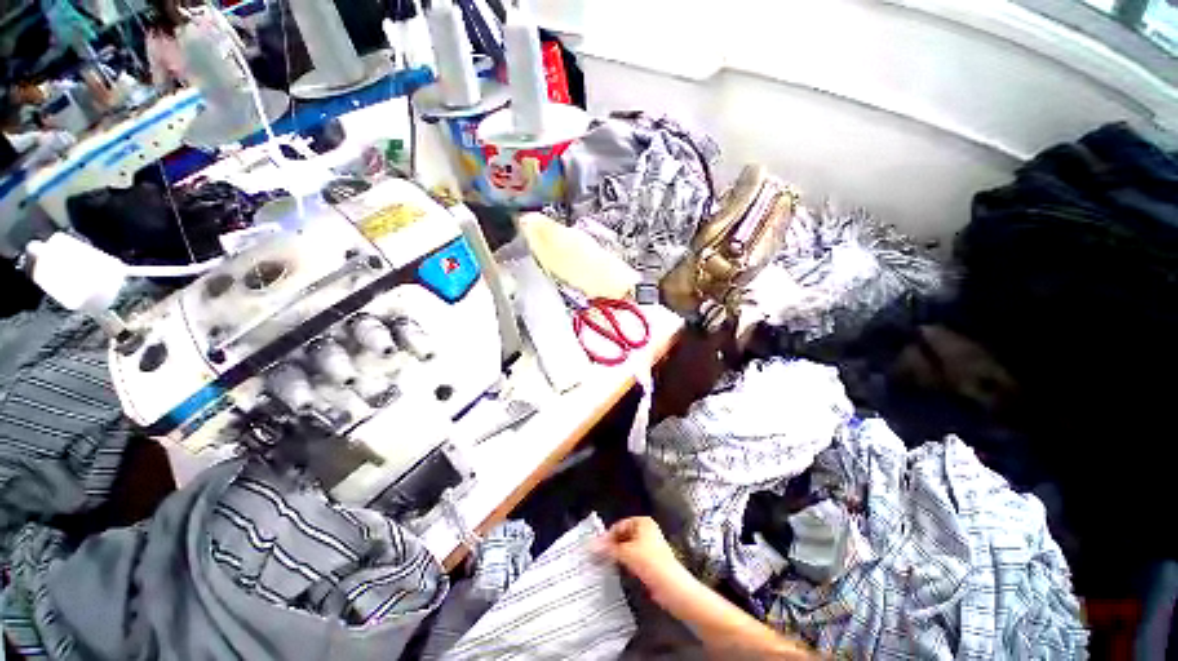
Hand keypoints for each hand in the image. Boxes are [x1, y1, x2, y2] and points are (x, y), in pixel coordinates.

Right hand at [598, 517, 695, 606]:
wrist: (672, 587)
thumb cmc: (651, 562)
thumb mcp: (626, 552)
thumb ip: (608, 548)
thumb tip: (591, 545)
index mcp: (643, 522)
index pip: (620, 525)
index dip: (608, 536)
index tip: (597, 548)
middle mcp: (647, 531)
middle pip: (624, 536)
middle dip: (613, 546)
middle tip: (600, 556)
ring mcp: (650, 546)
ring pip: (628, 548)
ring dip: (619, 556)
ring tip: (608, 564)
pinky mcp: (652, 562)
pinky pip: (634, 559)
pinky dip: (626, 563)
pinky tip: (621, 571)